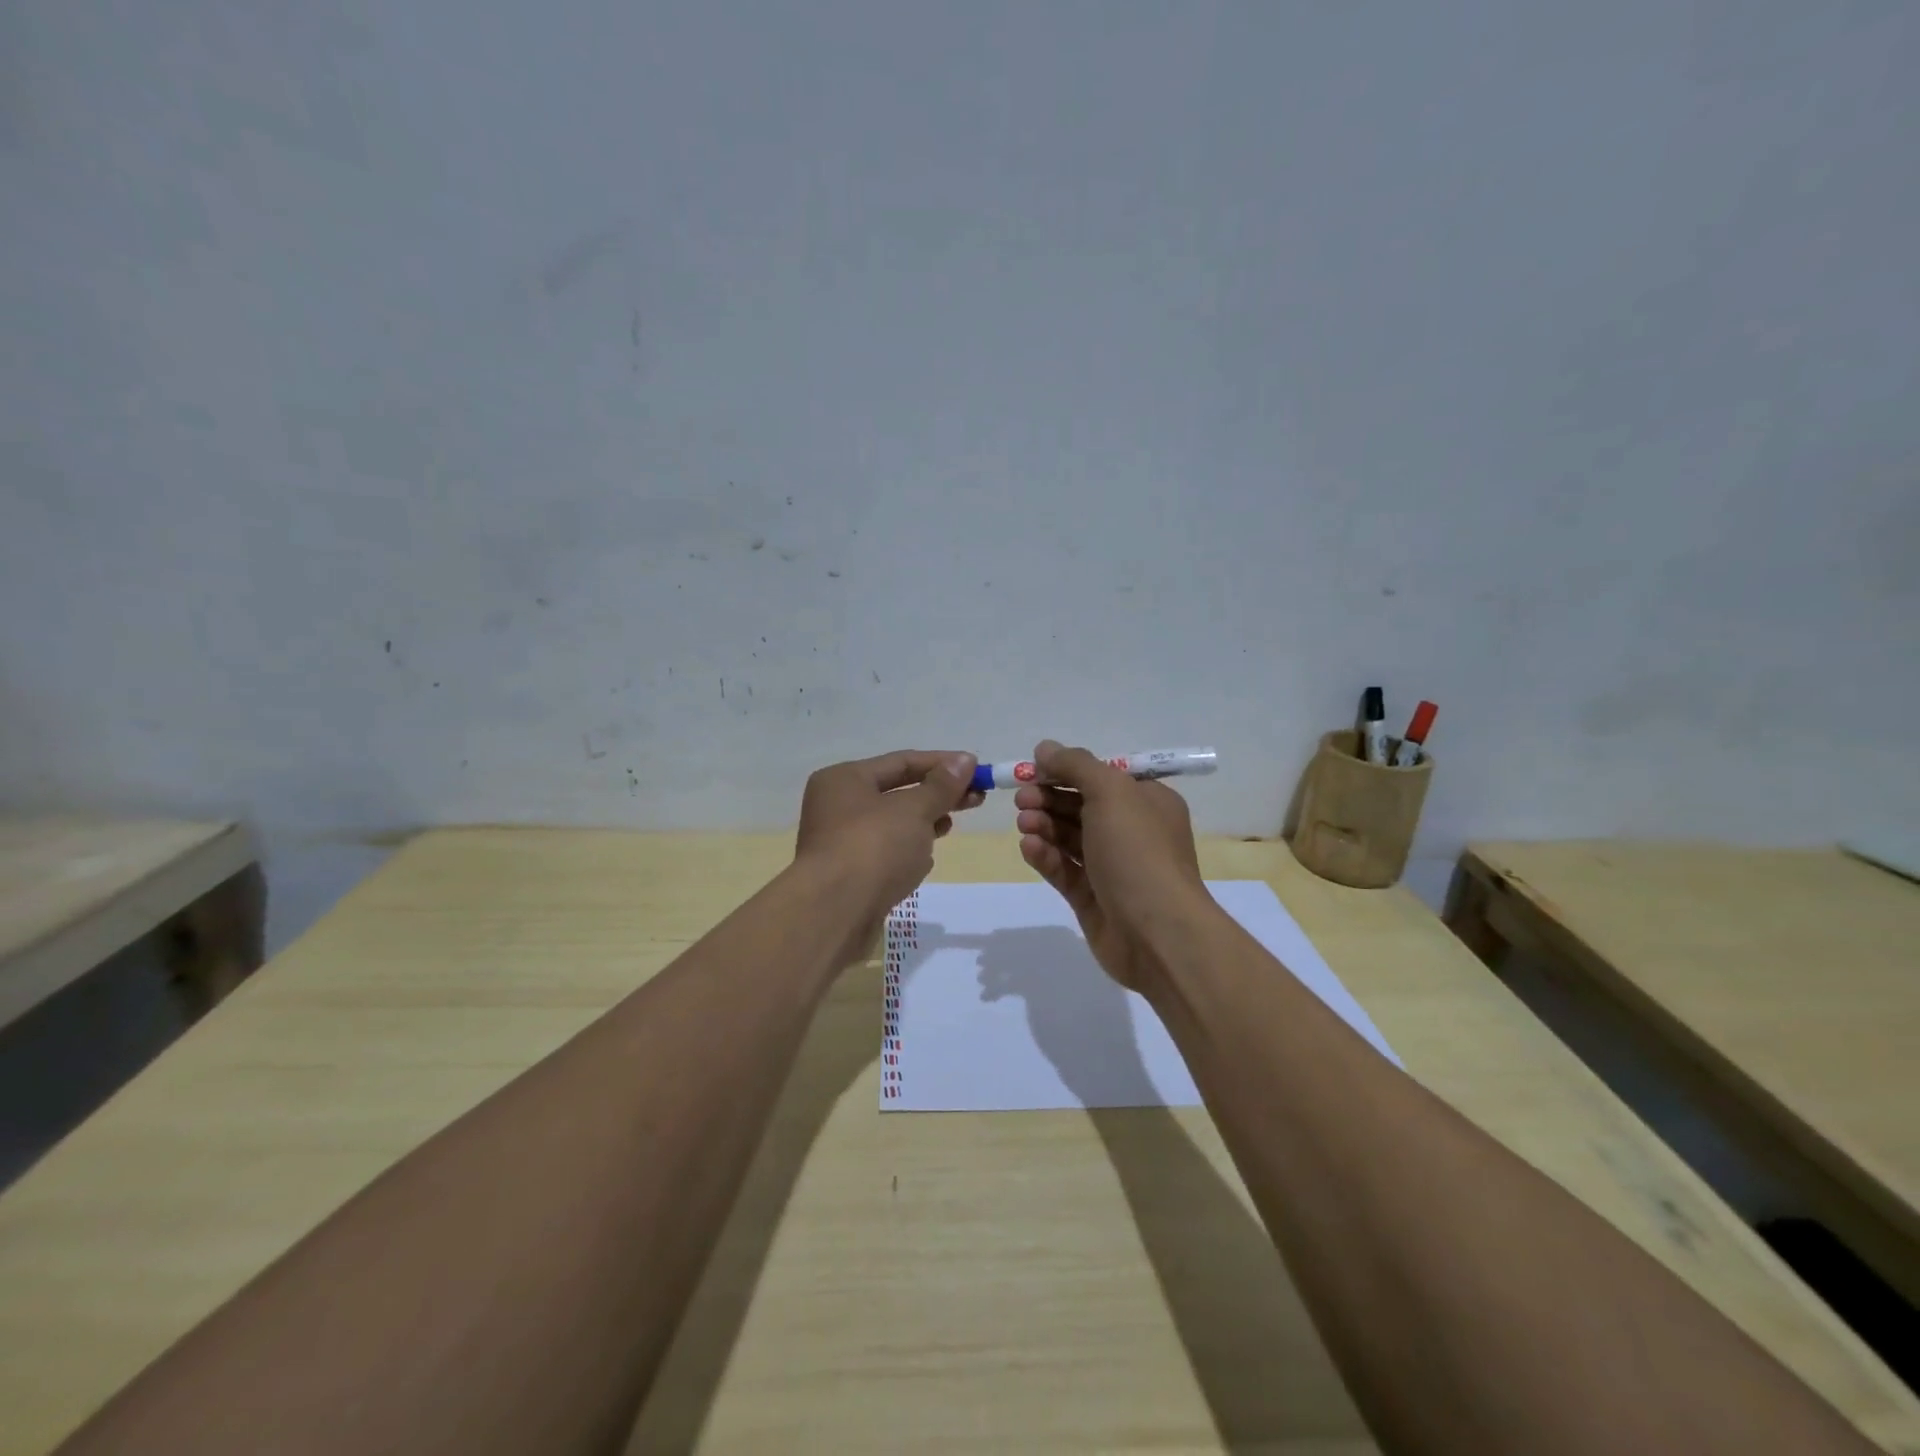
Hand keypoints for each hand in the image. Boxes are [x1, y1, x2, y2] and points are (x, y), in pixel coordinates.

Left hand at [796, 750, 981, 922]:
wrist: (834, 914)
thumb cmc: (873, 848)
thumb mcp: (914, 810)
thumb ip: (941, 786)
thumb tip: (965, 760)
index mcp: (844, 779)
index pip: (901, 762)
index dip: (942, 764)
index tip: (978, 770)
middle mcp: (837, 806)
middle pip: (897, 792)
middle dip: (937, 795)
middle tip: (976, 799)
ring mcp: (841, 842)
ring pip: (893, 824)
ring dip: (923, 823)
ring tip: (950, 826)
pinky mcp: (849, 874)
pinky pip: (885, 853)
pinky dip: (908, 852)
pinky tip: (925, 861)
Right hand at [1015, 739, 1211, 992]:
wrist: (1157, 932)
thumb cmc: (1138, 851)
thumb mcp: (1110, 792)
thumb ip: (1075, 765)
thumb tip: (1045, 748)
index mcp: (1147, 802)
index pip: (1101, 777)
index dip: (1066, 770)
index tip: (1033, 770)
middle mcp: (1132, 832)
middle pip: (1081, 806)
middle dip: (1049, 799)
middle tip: (1021, 799)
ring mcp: (1112, 868)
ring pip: (1069, 838)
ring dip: (1044, 825)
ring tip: (1024, 824)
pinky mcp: (1092, 898)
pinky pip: (1064, 870)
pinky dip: (1045, 856)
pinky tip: (1029, 848)